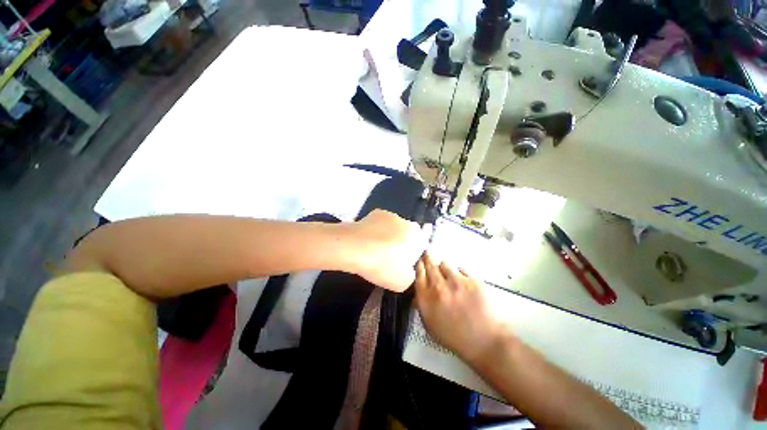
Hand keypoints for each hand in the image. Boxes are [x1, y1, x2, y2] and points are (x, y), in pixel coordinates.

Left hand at [346, 210, 427, 291]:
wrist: (353, 248)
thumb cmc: (381, 265)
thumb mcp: (402, 282)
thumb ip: (411, 275)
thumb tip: (409, 270)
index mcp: (416, 236)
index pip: (422, 241)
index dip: (414, 251)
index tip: (404, 260)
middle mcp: (405, 221)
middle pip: (408, 233)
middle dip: (402, 242)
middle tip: (390, 256)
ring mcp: (389, 214)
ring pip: (394, 226)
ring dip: (389, 235)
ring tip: (376, 249)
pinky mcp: (374, 213)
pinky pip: (380, 223)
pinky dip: (377, 230)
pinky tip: (368, 240)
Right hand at [415, 253, 510, 363]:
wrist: (484, 341)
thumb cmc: (454, 336)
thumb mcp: (430, 326)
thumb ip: (421, 306)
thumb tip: (416, 294)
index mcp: (426, 298)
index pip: (418, 274)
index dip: (419, 266)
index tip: (420, 262)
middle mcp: (438, 286)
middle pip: (430, 264)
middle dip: (428, 257)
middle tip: (427, 253)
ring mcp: (456, 281)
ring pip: (445, 263)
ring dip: (444, 266)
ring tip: (447, 270)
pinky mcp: (472, 280)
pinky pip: (461, 269)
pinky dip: (460, 272)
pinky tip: (462, 280)